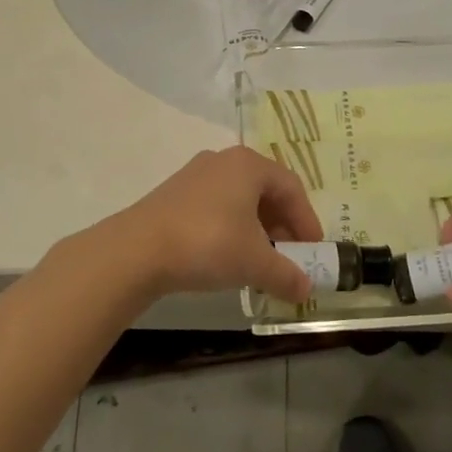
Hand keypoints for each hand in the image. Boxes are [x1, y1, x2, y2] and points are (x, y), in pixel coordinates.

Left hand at [110, 147, 321, 301]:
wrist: (137, 250)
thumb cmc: (208, 243)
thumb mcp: (255, 263)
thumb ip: (286, 274)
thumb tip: (306, 290)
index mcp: (249, 164)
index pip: (292, 187)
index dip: (307, 220)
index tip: (314, 250)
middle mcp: (224, 160)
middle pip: (265, 190)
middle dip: (282, 225)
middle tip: (289, 255)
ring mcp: (196, 175)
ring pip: (239, 198)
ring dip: (257, 228)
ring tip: (260, 260)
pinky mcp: (174, 194)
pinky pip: (216, 206)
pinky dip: (231, 228)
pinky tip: (228, 256)